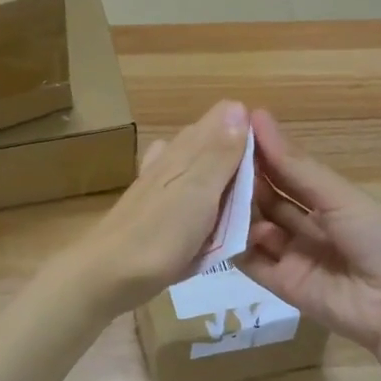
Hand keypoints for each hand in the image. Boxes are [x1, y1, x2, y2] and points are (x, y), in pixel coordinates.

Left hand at [73, 100, 250, 312]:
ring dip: (222, 178)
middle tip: (264, 190)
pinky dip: (201, 200)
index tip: (272, 162)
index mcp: (188, 149)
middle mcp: (172, 157)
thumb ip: (219, 153)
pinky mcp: (154, 209)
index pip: (224, 117)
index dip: (250, 130)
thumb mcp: (199, 191)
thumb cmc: (160, 234)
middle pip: (213, 141)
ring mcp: (159, 183)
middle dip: (239, 156)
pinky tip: (206, 214)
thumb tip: (239, 106)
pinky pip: (187, 194)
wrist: (108, 275)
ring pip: (200, 167)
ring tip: (241, 205)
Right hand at [236, 109, 380, 354]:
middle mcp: (310, 226)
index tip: (230, 130)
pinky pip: (253, 263)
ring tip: (214, 191)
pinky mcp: (282, 285)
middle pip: (269, 199)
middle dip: (245, 181)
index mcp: (331, 201)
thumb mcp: (339, 196)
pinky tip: (222, 226)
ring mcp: (295, 256)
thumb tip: (258, 117)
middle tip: (213, 161)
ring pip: (257, 228)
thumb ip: (295, 165)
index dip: (262, 154)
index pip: (288, 172)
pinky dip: (237, 245)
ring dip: (238, 211)